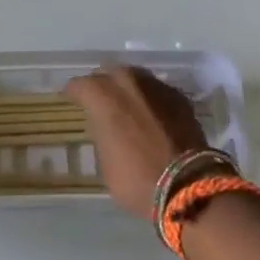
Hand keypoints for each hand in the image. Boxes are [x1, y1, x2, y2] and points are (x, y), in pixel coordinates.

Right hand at [63, 66, 209, 216]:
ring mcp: (156, 87)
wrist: (188, 186)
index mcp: (103, 96)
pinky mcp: (179, 97)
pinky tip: (152, 115)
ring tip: (128, 106)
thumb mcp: (105, 161)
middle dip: (103, 84)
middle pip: (108, 73)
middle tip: (101, 102)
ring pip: (135, 78)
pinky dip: (151, 100)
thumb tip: (107, 126)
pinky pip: (157, 91)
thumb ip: (102, 132)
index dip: (74, 94)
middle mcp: (128, 82)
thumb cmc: (136, 179)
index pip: (79, 85)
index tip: (72, 101)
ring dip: (129, 89)